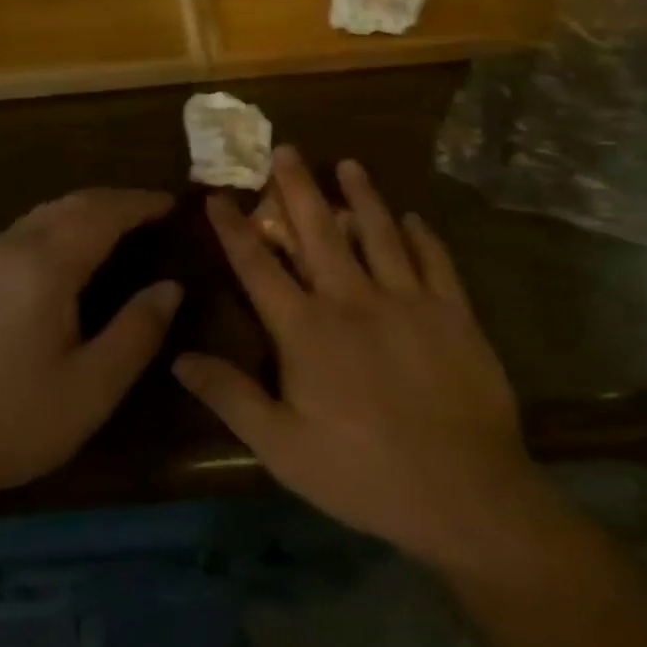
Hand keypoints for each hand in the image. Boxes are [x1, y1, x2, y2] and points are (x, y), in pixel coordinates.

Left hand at [0, 189, 181, 506]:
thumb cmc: (14, 420)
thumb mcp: (92, 387)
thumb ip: (137, 331)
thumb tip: (171, 286)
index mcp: (46, 264)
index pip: (104, 213)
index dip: (142, 204)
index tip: (176, 203)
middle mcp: (14, 245)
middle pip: (74, 203)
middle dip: (117, 200)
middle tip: (155, 211)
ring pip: (47, 212)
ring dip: (88, 209)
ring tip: (122, 224)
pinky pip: (28, 228)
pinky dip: (62, 223)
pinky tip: (72, 249)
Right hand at [174, 147, 536, 569]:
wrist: (467, 498)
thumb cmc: (362, 473)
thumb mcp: (281, 447)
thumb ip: (230, 396)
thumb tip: (179, 357)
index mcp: (305, 329)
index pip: (258, 266)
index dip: (233, 229)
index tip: (217, 197)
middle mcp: (352, 299)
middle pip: (318, 230)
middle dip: (297, 187)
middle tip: (285, 149)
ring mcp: (407, 301)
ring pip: (379, 232)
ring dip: (361, 195)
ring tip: (349, 163)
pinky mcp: (453, 314)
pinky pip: (436, 262)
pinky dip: (424, 236)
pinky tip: (415, 218)